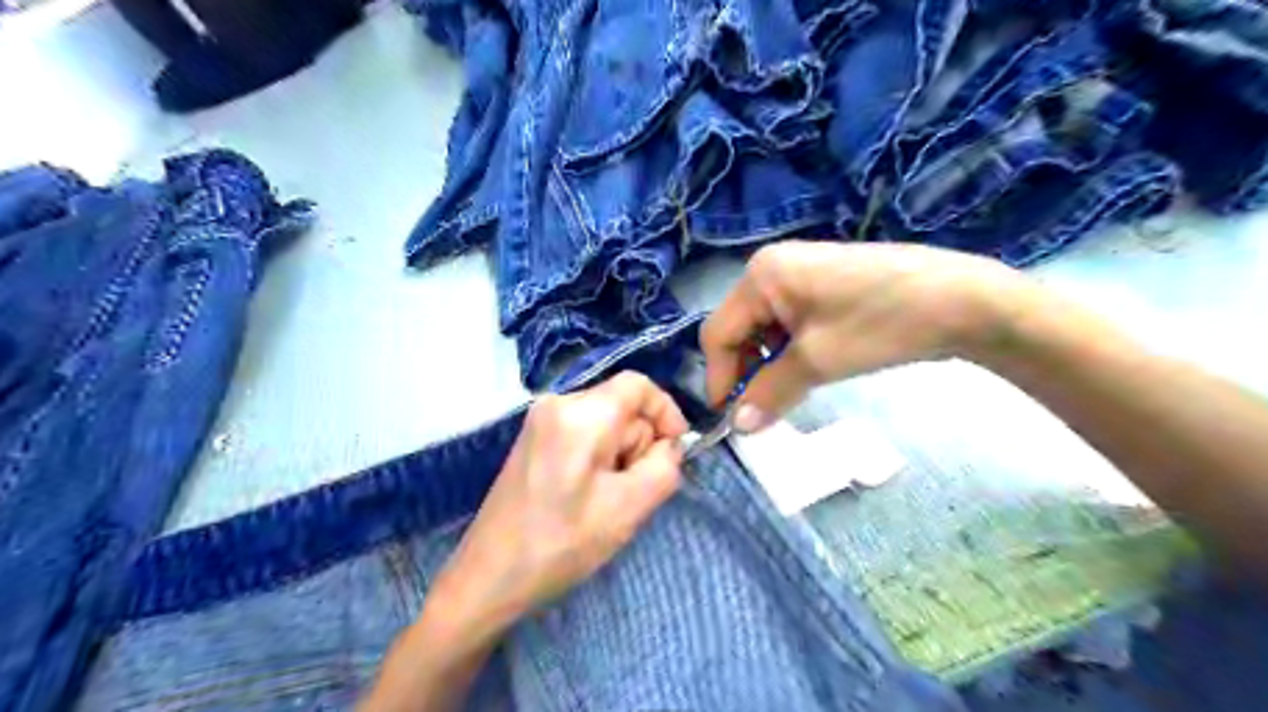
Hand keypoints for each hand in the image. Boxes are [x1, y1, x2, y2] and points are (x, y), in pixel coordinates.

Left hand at [432, 370, 690, 637]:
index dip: (666, 411)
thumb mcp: (629, 508)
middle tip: (629, 492)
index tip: (675, 449)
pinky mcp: (533, 439)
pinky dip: (598, 458)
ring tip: (605, 500)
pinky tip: (587, 495)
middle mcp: (558, 403)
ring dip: (618, 455)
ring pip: (605, 422)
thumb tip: (668, 445)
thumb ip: (664, 466)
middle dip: (637, 444)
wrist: (490, 576)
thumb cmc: (562, 544)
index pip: (638, 385)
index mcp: (581, 414)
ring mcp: (540, 420)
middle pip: (621, 406)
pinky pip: (583, 434)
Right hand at [697, 243, 1032, 427]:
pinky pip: (789, 320)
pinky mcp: (823, 282)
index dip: (719, 378)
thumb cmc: (881, 324)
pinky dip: (789, 349)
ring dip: (767, 363)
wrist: (963, 300)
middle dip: (744, 371)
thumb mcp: (817, 362)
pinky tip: (808, 368)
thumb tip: (737, 426)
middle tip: (758, 410)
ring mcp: (799, 271)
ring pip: (764, 327)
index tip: (728, 419)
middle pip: (739, 328)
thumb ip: (769, 393)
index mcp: (761, 275)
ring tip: (787, 391)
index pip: (718, 333)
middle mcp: (772, 266)